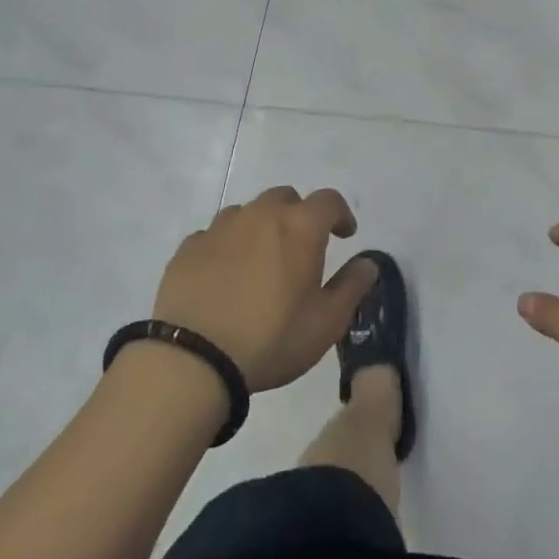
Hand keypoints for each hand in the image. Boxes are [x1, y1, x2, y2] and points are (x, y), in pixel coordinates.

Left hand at [151, 186, 375, 391]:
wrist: (193, 360)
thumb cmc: (271, 339)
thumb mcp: (326, 323)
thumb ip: (352, 287)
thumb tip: (368, 263)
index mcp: (300, 226)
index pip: (329, 201)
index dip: (341, 214)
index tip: (344, 235)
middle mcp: (261, 215)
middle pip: (285, 198)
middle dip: (298, 215)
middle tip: (301, 248)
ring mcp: (221, 227)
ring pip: (248, 212)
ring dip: (260, 228)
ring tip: (260, 262)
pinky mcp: (189, 247)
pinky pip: (215, 235)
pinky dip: (226, 246)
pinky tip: (224, 276)